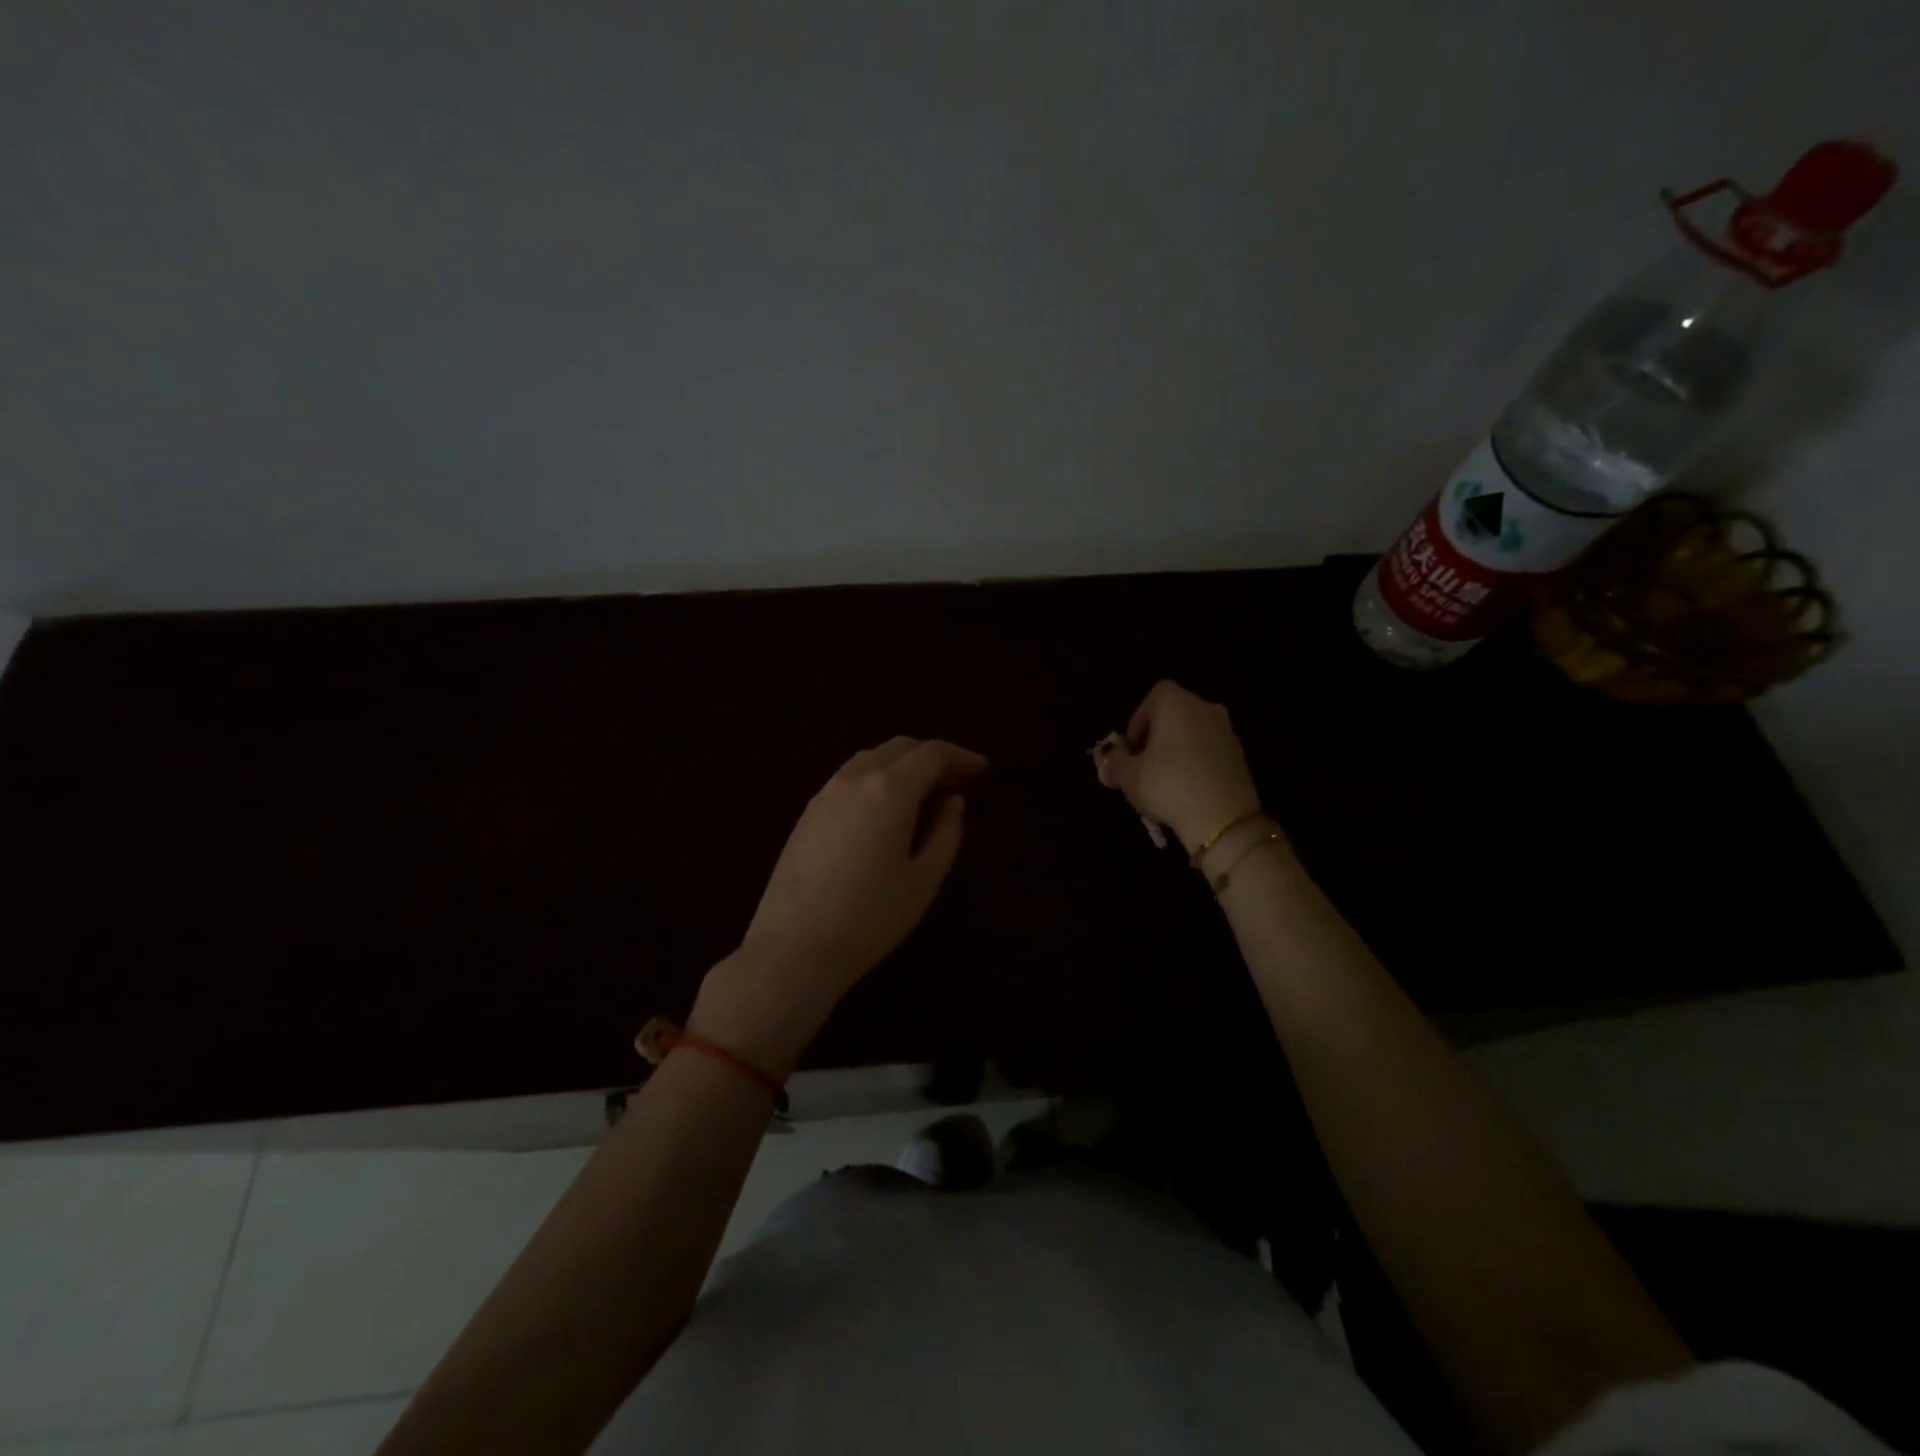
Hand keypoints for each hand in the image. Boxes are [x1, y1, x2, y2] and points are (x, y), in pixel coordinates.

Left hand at [692, 736, 988, 1075]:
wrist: (794, 947)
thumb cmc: (871, 916)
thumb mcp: (924, 879)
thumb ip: (946, 832)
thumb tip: (951, 801)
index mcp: (889, 789)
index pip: (932, 753)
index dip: (960, 756)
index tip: (982, 770)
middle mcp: (855, 778)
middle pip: (899, 748)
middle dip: (932, 757)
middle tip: (956, 781)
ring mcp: (825, 794)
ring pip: (870, 759)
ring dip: (901, 766)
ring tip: (923, 793)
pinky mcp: (806, 814)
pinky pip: (849, 779)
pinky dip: (876, 780)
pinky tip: (884, 810)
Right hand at [1094, 680, 1261, 850]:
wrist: (1222, 819)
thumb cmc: (1167, 786)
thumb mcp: (1126, 775)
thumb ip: (1113, 761)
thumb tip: (1110, 757)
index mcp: (1176, 703)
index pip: (1151, 699)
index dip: (1137, 723)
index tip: (1131, 750)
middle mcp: (1204, 708)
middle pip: (1173, 715)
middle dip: (1155, 738)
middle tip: (1142, 767)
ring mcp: (1226, 730)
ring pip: (1191, 734)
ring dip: (1176, 751)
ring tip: (1163, 782)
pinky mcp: (1240, 755)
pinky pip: (1208, 751)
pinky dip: (1195, 763)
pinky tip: (1187, 789)